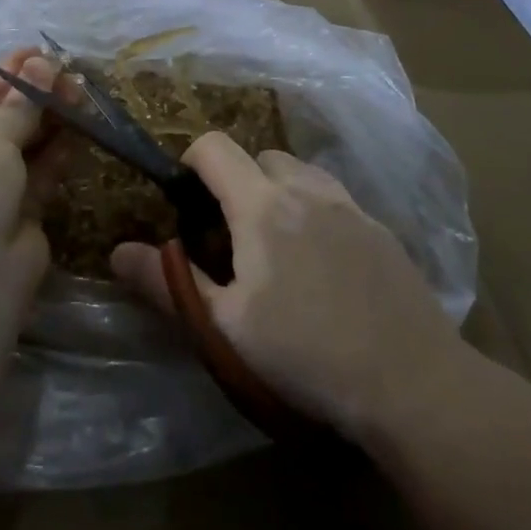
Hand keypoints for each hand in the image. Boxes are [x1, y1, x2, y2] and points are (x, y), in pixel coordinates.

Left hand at [0, 51, 56, 379]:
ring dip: (50, 118)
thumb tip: (45, 64)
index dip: (3, 74)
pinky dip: (60, 150)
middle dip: (31, 94)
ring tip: (81, 92)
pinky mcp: (21, 212)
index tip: (39, 56)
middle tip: (68, 74)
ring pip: (24, 143)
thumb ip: (21, 104)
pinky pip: (41, 171)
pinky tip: (82, 127)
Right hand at [111, 133, 460, 441]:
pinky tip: (323, 264)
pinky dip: (315, 210)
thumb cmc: (306, 353)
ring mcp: (349, 206)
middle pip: (259, 156)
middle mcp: (306, 190)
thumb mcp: (226, 326)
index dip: (191, 161)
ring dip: (278, 190)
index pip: (215, 147)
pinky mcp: (380, 229)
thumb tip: (117, 251)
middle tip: (231, 234)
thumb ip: (170, 283)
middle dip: (236, 180)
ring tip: (276, 245)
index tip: (186, 202)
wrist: (413, 382)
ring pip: (301, 172)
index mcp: (261, 205)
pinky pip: (335, 198)